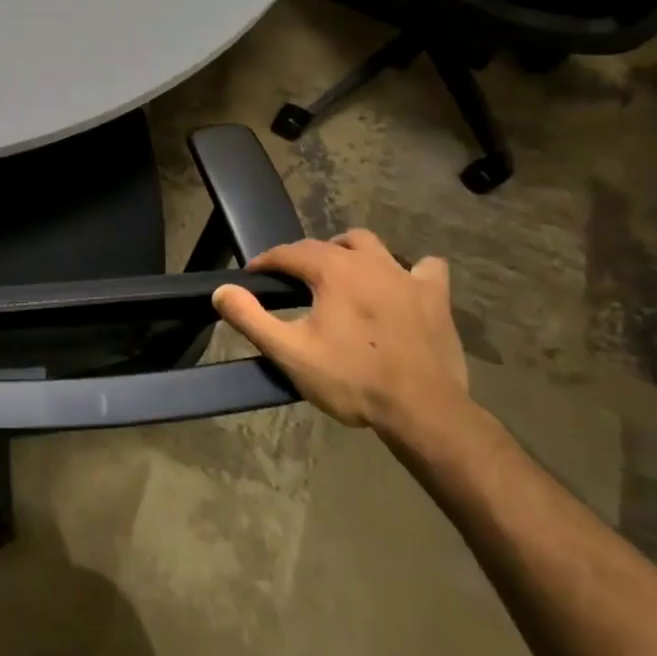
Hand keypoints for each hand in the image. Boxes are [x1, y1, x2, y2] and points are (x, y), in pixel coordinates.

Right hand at [212, 229, 468, 431]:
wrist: (423, 410)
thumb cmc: (351, 380)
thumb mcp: (289, 353)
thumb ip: (250, 318)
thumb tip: (221, 291)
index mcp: (332, 270)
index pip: (288, 253)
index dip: (266, 262)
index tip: (252, 276)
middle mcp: (369, 262)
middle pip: (327, 245)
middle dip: (303, 257)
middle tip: (291, 283)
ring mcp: (407, 276)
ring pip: (371, 245)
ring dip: (349, 252)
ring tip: (339, 275)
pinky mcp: (435, 297)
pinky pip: (425, 268)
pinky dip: (409, 271)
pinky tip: (399, 286)